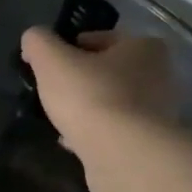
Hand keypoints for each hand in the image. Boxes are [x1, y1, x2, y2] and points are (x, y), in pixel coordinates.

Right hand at [19, 29, 179, 191]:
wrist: (123, 154)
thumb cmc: (90, 97)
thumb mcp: (52, 61)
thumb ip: (39, 43)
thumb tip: (32, 37)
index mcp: (144, 47)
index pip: (101, 39)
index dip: (69, 48)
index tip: (48, 66)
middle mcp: (159, 75)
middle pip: (109, 71)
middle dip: (82, 80)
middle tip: (54, 92)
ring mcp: (159, 111)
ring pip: (113, 102)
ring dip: (88, 108)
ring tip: (61, 119)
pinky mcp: (151, 142)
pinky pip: (116, 130)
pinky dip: (96, 132)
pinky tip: (73, 141)